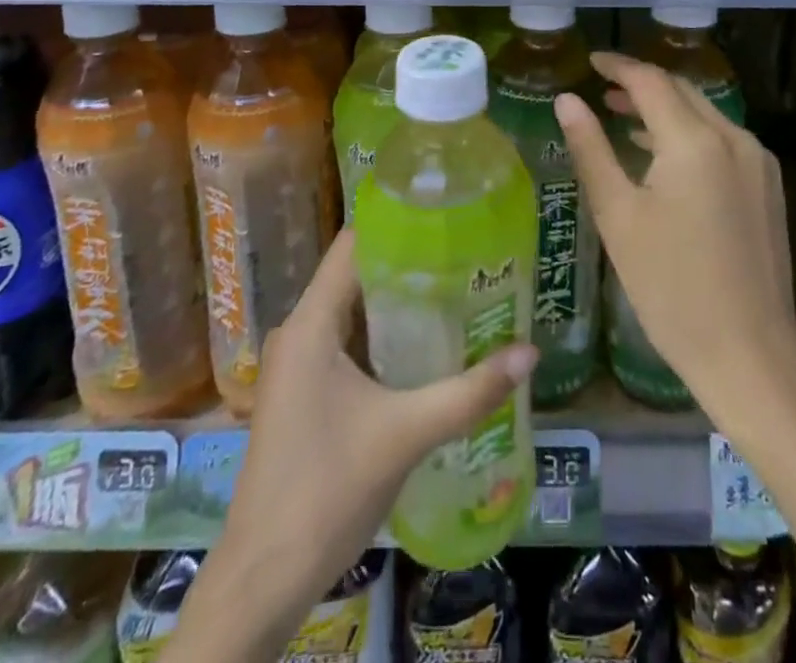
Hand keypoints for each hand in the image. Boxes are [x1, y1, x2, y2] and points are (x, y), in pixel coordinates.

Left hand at [172, 231, 536, 661]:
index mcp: (311, 324)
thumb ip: (470, 391)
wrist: (265, 577)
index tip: (446, 216)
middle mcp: (299, 332)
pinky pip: (347, 342)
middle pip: (357, 275)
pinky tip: (427, 343)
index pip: (354, 245)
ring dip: (399, 302)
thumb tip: (530, 352)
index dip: (398, 224)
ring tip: (457, 288)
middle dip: (410, 263)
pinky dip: (385, 335)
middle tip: (466, 254)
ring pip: (353, 311)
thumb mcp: (406, 434)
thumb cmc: (327, 490)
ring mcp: (298, 364)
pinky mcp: (304, 392)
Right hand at [554, 52, 795, 409]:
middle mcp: (733, 138)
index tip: (591, 62)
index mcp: (695, 141)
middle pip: (682, 91)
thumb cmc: (670, 286)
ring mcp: (757, 162)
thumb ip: (591, 149)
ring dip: (666, 108)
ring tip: (625, 116)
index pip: (651, 81)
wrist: (750, 353)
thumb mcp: (618, 215)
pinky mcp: (768, 186)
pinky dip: (689, 133)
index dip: (618, 67)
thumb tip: (568, 100)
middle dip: (642, 84)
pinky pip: (723, 140)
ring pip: (705, 114)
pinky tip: (665, 155)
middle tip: (603, 89)